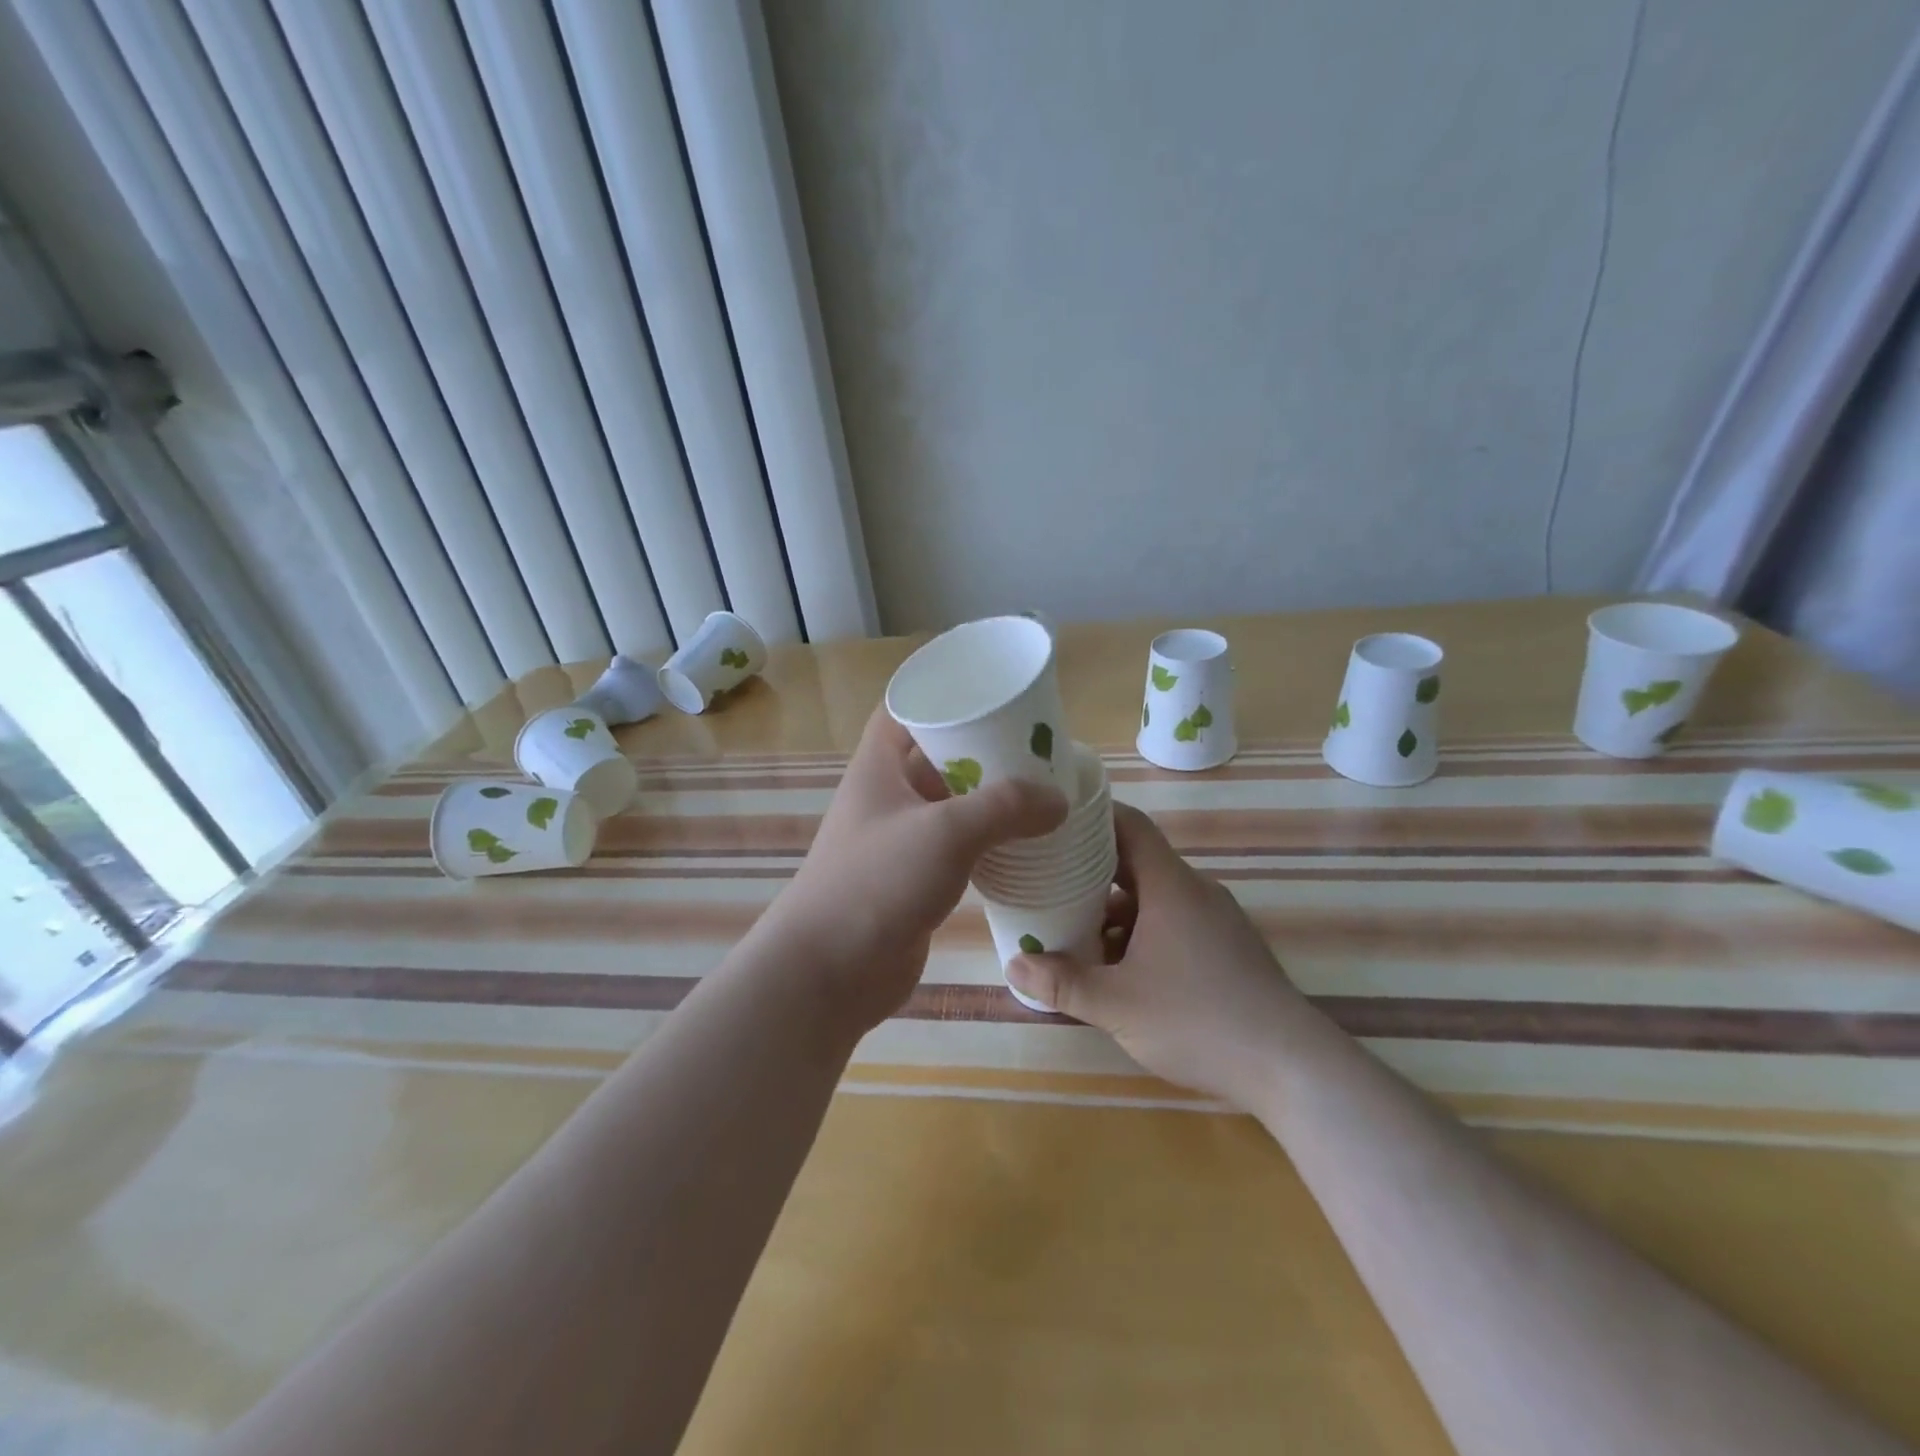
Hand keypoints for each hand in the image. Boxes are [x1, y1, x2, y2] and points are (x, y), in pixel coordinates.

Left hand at [762, 706, 1066, 1034]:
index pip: (907, 707)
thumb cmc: (877, 883)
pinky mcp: (914, 878)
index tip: (995, 694)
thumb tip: (1058, 800)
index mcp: (879, 766)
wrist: (830, 972)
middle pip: (938, 755)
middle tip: (1037, 747)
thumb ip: (1005, 807)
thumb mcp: (946, 832)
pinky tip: (1026, 844)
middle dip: (984, 749)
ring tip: (1043, 791)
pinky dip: (988, 841)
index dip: (945, 694)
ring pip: (952, 803)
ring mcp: (900, 839)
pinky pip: (957, 846)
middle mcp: (887, 795)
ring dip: (991, 799)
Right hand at [1008, 803, 1312, 1107]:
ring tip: (1074, 929)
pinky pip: (1174, 922)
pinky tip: (1118, 968)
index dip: (1093, 817)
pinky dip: (1141, 932)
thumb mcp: (1117, 1004)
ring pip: (1154, 898)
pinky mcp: (1227, 949)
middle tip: (1047, 878)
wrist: (1289, 1066)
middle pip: (1137, 862)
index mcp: (1170, 886)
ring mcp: (1216, 920)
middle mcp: (1195, 892)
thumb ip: (1062, 983)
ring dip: (1114, 910)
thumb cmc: (1197, 1019)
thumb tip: (1013, 965)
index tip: (1056, 821)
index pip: (1130, 825)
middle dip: (1091, 871)